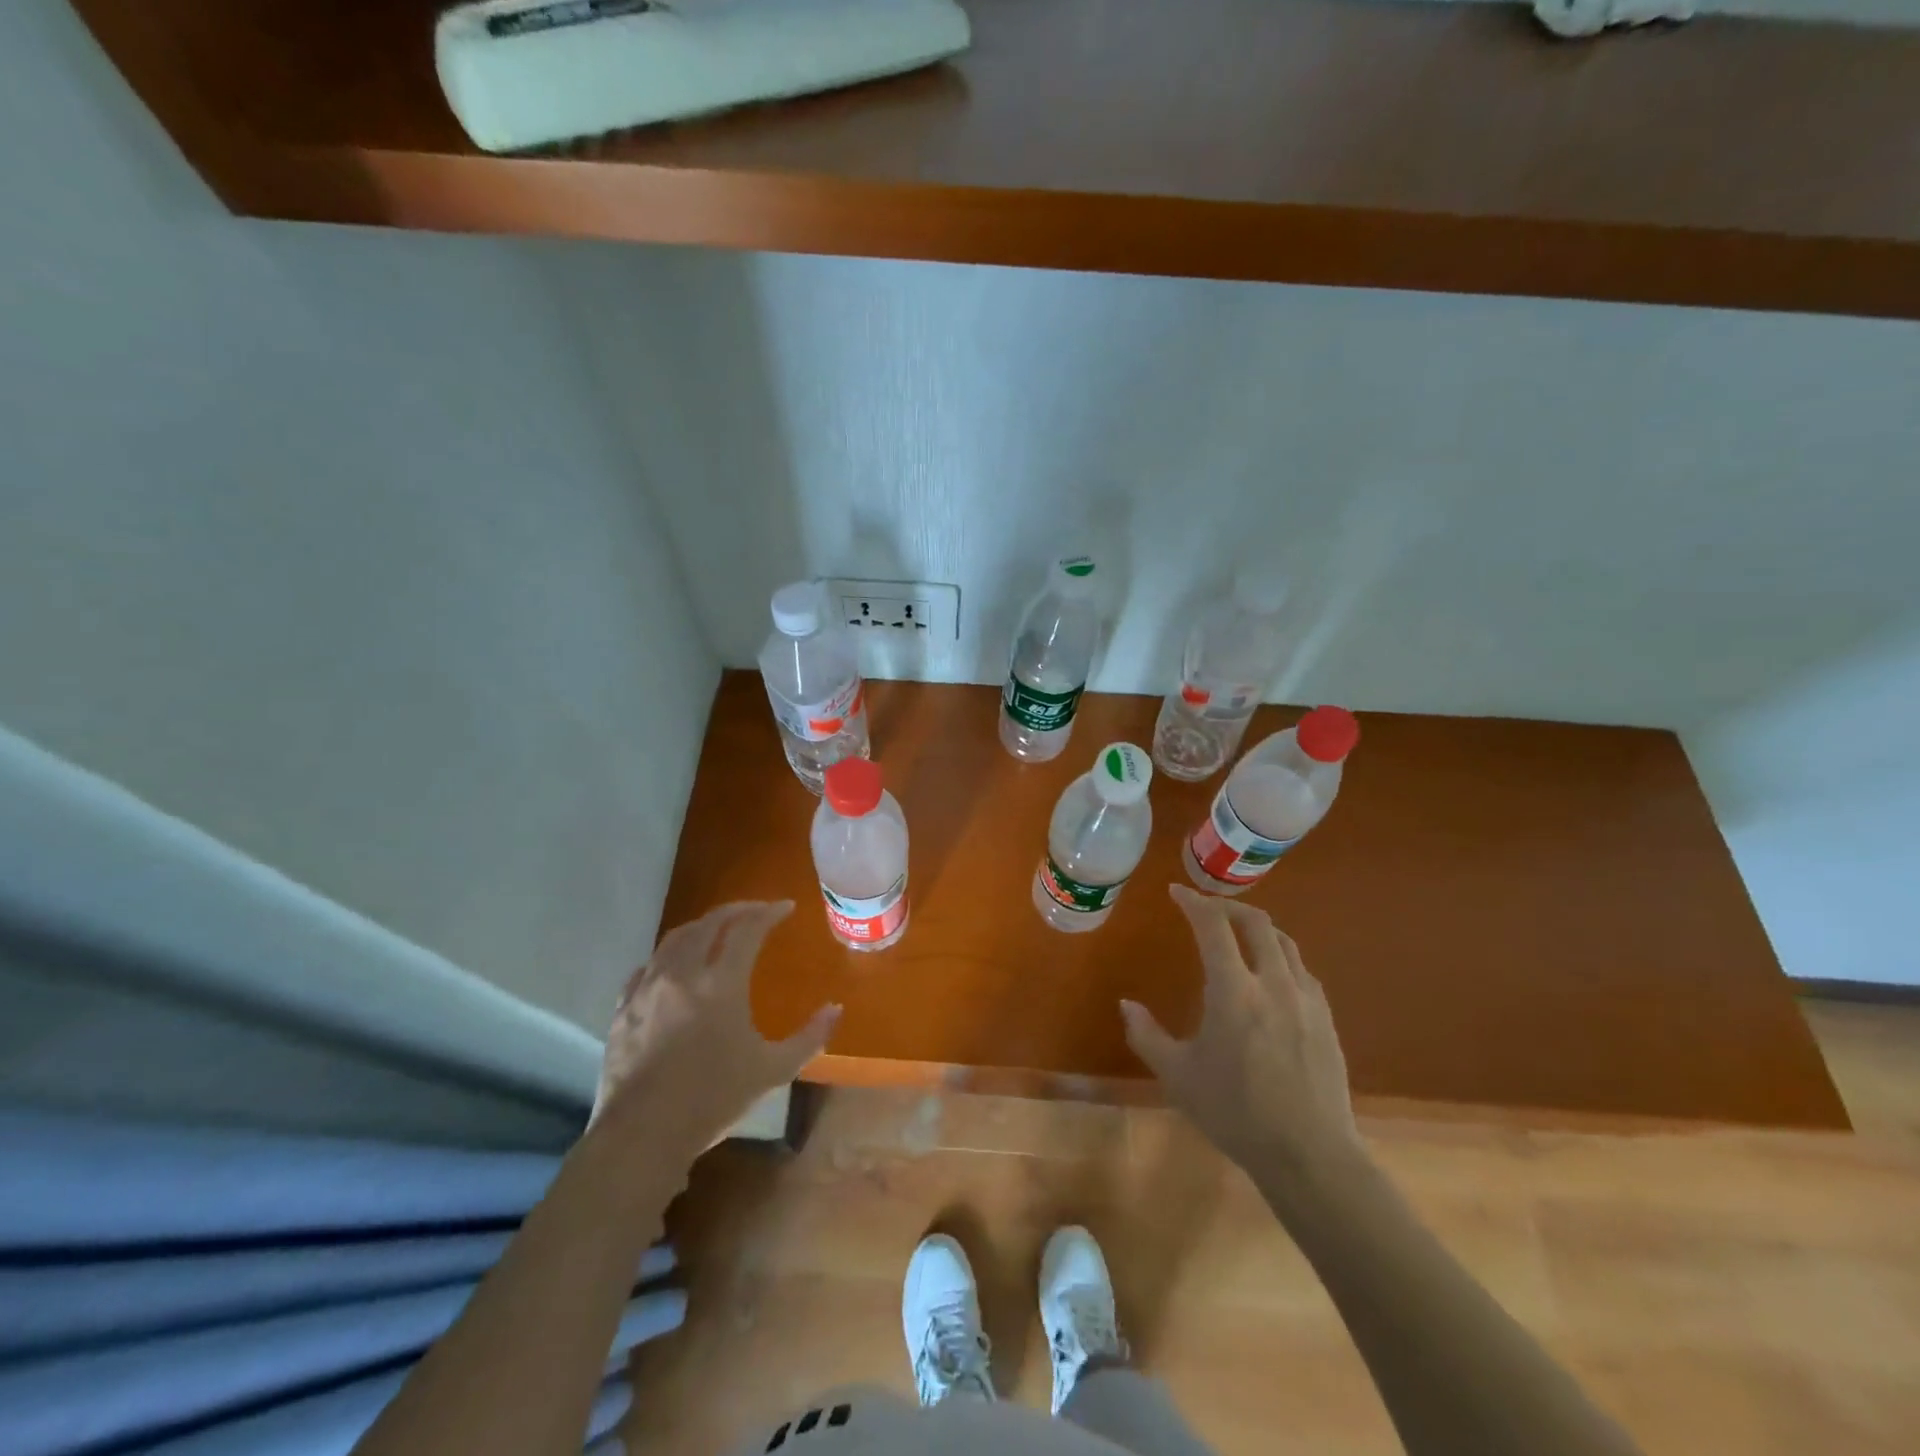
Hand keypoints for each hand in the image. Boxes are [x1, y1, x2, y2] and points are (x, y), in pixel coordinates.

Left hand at [592, 901, 838, 1159]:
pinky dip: (668, 956)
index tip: (786, 908)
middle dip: (737, 910)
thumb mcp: (773, 1070)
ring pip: (675, 939)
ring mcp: (648, 989)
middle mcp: (683, 974)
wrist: (642, 1135)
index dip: (769, 913)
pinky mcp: (624, 1008)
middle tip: (756, 911)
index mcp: (721, 984)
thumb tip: (835, 1008)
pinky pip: (647, 967)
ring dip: (701, 927)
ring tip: (717, 930)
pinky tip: (674, 967)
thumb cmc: (714, 1099)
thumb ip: (809, 1037)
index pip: (748, 929)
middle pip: (709, 923)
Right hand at [1122, 884, 1362, 1178]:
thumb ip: (1146, 1035)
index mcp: (1234, 991)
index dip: (1193, 902)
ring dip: (1257, 928)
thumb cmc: (1235, 1113)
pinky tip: (1270, 975)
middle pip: (1256, 922)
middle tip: (1206, 909)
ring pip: (1284, 942)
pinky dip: (1280, 956)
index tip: (1177, 892)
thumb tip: (1126, 1005)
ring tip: (1238, 934)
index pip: (1213, 926)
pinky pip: (1302, 970)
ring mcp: (1305, 999)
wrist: (1310, 1155)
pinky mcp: (1326, 1018)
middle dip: (1228, 906)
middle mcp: (1273, 983)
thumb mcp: (1178, 1076)